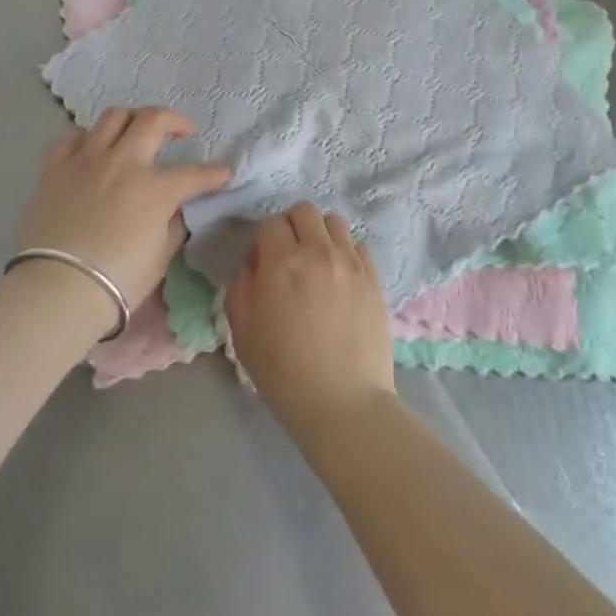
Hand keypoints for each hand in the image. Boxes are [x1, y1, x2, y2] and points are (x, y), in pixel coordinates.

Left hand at [15, 107, 230, 310]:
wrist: (57, 290)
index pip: (194, 174)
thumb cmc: (118, 281)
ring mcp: (87, 160)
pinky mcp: (55, 167)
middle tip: (180, 131)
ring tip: (135, 132)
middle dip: (174, 120)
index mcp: (155, 188)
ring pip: (113, 116)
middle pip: (153, 120)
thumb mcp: (160, 257)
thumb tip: (175, 209)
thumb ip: (172, 225)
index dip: (213, 173)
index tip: (223, 174)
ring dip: (131, 119)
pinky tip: (92, 150)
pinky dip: (88, 138)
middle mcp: (123, 162)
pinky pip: (73, 137)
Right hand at [225, 203, 396, 438]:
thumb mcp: (242, 332)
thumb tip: (254, 265)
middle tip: (289, 257)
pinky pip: (357, 244)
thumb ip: (241, 286)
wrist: (343, 404)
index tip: (262, 266)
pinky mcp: (374, 278)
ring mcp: (351, 263)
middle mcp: (318, 252)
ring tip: (317, 264)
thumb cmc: (284, 372)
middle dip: (291, 227)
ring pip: (334, 221)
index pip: (270, 224)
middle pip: (304, 210)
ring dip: (320, 234)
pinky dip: (345, 252)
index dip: (262, 242)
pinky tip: (339, 278)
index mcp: (282, 263)